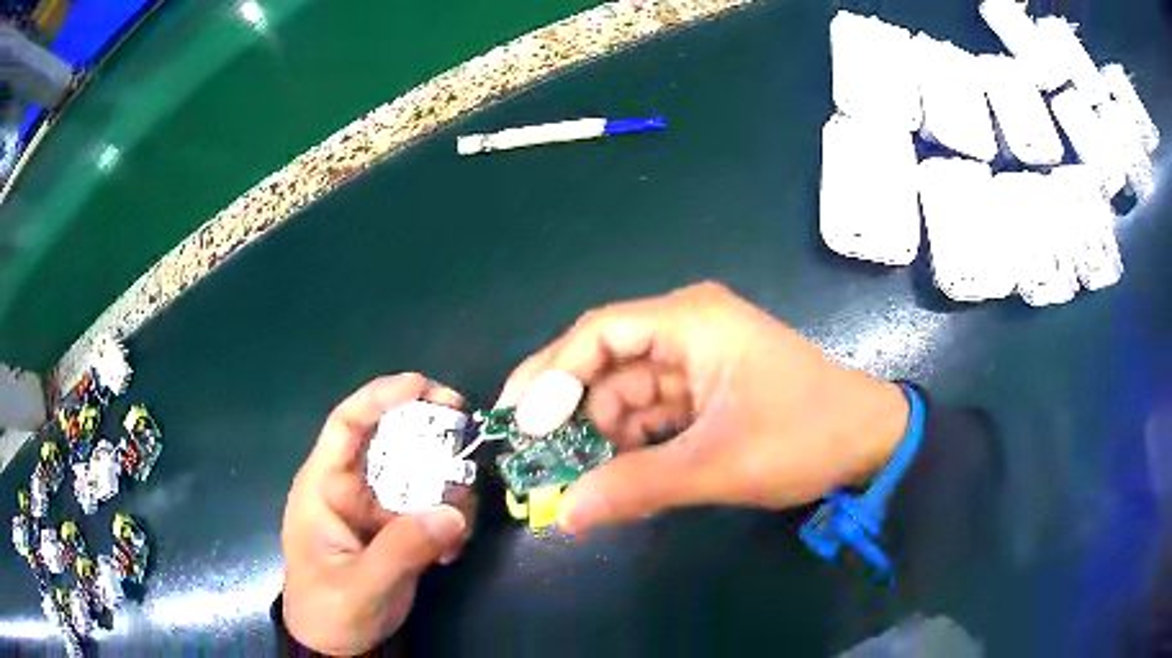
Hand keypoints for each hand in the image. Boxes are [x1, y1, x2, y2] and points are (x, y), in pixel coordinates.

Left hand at [281, 374, 472, 654]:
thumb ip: (401, 550)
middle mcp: (352, 488)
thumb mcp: (360, 585)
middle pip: (390, 439)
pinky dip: (450, 522)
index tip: (423, 386)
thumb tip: (452, 512)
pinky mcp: (398, 529)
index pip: (346, 425)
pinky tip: (451, 553)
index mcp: (324, 487)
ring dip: (448, 489)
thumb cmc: (330, 610)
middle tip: (467, 429)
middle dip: (429, 430)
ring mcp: (378, 509)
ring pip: (419, 475)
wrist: (338, 644)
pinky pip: (432, 509)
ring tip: (459, 525)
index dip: (380, 397)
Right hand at [498, 282, 908, 533]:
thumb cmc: (804, 436)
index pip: (598, 333)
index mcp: (691, 321)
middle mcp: (687, 329)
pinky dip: (632, 440)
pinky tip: (617, 472)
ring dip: (601, 432)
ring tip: (575, 477)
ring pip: (626, 391)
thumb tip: (563, 516)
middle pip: (606, 361)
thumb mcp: (718, 464)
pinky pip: (652, 410)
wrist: (868, 441)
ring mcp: (697, 359)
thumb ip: (637, 486)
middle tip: (536, 458)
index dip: (550, 373)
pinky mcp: (706, 388)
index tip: (518, 420)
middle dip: (570, 410)